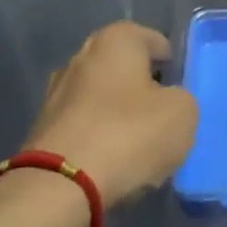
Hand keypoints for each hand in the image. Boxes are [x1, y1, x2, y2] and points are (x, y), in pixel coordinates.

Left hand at [21, 23, 196, 207]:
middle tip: (164, 116)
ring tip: (141, 146)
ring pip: (102, 99)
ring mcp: (56, 93)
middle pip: (124, 69)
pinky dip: (100, 139)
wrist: (61, 186)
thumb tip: (166, 102)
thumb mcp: (183, 112)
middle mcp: (81, 57)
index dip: (171, 63)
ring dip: (120, 116)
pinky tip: (114, 163)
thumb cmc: (129, 134)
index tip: (181, 89)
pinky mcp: (43, 129)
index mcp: (116, 41)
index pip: (153, 40)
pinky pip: (85, 127)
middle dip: (143, 89)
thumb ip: (181, 98)